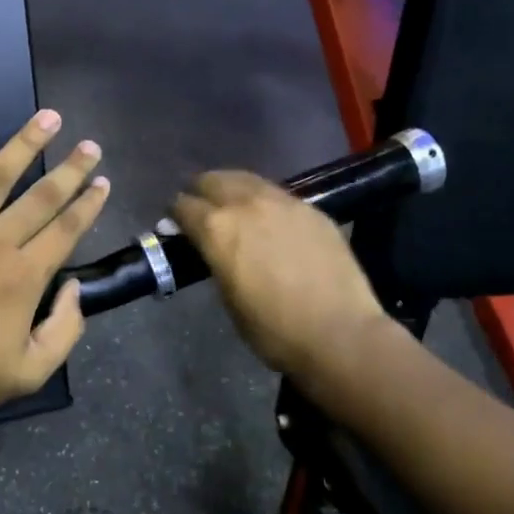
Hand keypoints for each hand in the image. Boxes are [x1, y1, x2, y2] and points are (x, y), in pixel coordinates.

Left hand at [0, 110, 108, 415]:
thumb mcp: (29, 372)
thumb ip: (64, 330)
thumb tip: (74, 288)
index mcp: (24, 277)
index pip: (65, 229)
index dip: (87, 203)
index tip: (102, 182)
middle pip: (41, 196)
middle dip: (70, 169)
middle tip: (90, 145)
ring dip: (25, 145)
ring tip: (48, 119)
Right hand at [170, 170, 386, 376]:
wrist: (338, 333)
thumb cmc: (273, 329)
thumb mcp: (228, 297)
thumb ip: (214, 261)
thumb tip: (208, 249)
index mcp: (217, 228)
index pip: (183, 205)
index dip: (175, 214)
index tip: (176, 224)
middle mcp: (246, 204)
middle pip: (212, 180)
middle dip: (201, 191)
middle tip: (201, 208)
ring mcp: (282, 202)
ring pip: (247, 180)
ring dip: (233, 189)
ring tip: (233, 206)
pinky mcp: (311, 208)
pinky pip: (277, 195)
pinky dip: (264, 202)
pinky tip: (270, 219)